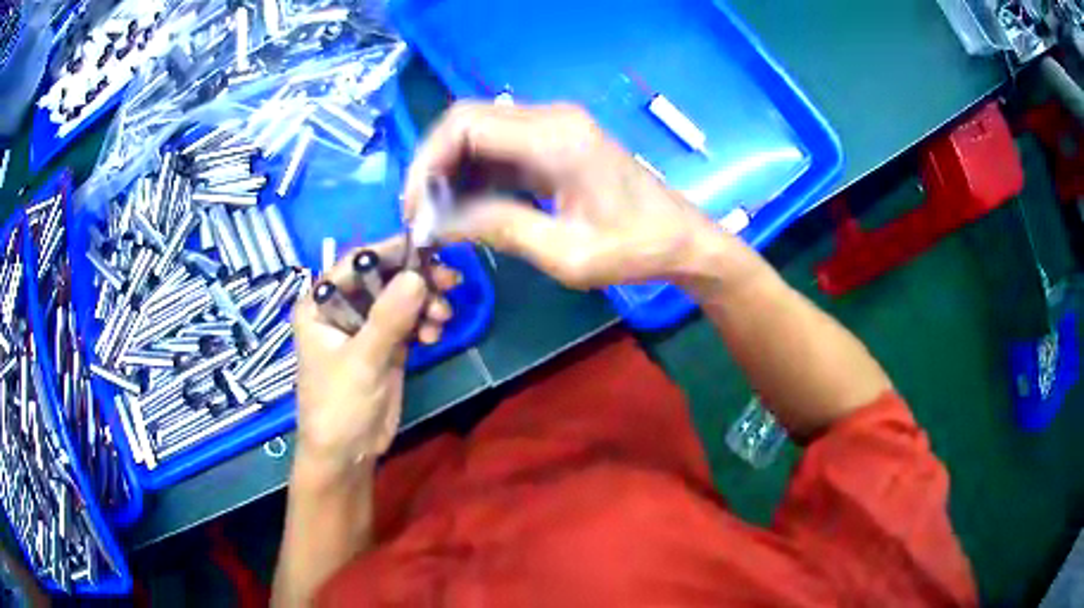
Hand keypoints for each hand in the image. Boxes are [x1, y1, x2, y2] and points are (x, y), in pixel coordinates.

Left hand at [291, 238, 459, 478]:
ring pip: (400, 299)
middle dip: (415, 280)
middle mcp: (341, 309)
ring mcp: (365, 328)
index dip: (389, 252)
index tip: (427, 247)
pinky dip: (424, 322)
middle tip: (449, 281)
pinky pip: (409, 321)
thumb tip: (418, 276)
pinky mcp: (385, 346)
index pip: (355, 265)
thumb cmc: (339, 405)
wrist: (347, 454)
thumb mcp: (362, 361)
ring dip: (424, 303)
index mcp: (320, 304)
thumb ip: (388, 318)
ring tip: (442, 318)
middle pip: (382, 279)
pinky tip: (435, 334)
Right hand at [404, 102, 760, 289]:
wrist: (679, 239)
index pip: (466, 126)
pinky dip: (475, 174)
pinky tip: (468, 207)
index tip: (414, 208)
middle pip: (467, 122)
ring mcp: (554, 127)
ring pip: (479, 133)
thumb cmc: (633, 249)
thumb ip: (498, 229)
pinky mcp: (555, 141)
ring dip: (452, 170)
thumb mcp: (565, 253)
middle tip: (421, 214)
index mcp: (555, 137)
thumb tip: (436, 223)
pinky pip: (499, 148)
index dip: (427, 162)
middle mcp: (551, 119)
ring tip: (440, 216)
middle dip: (433, 165)